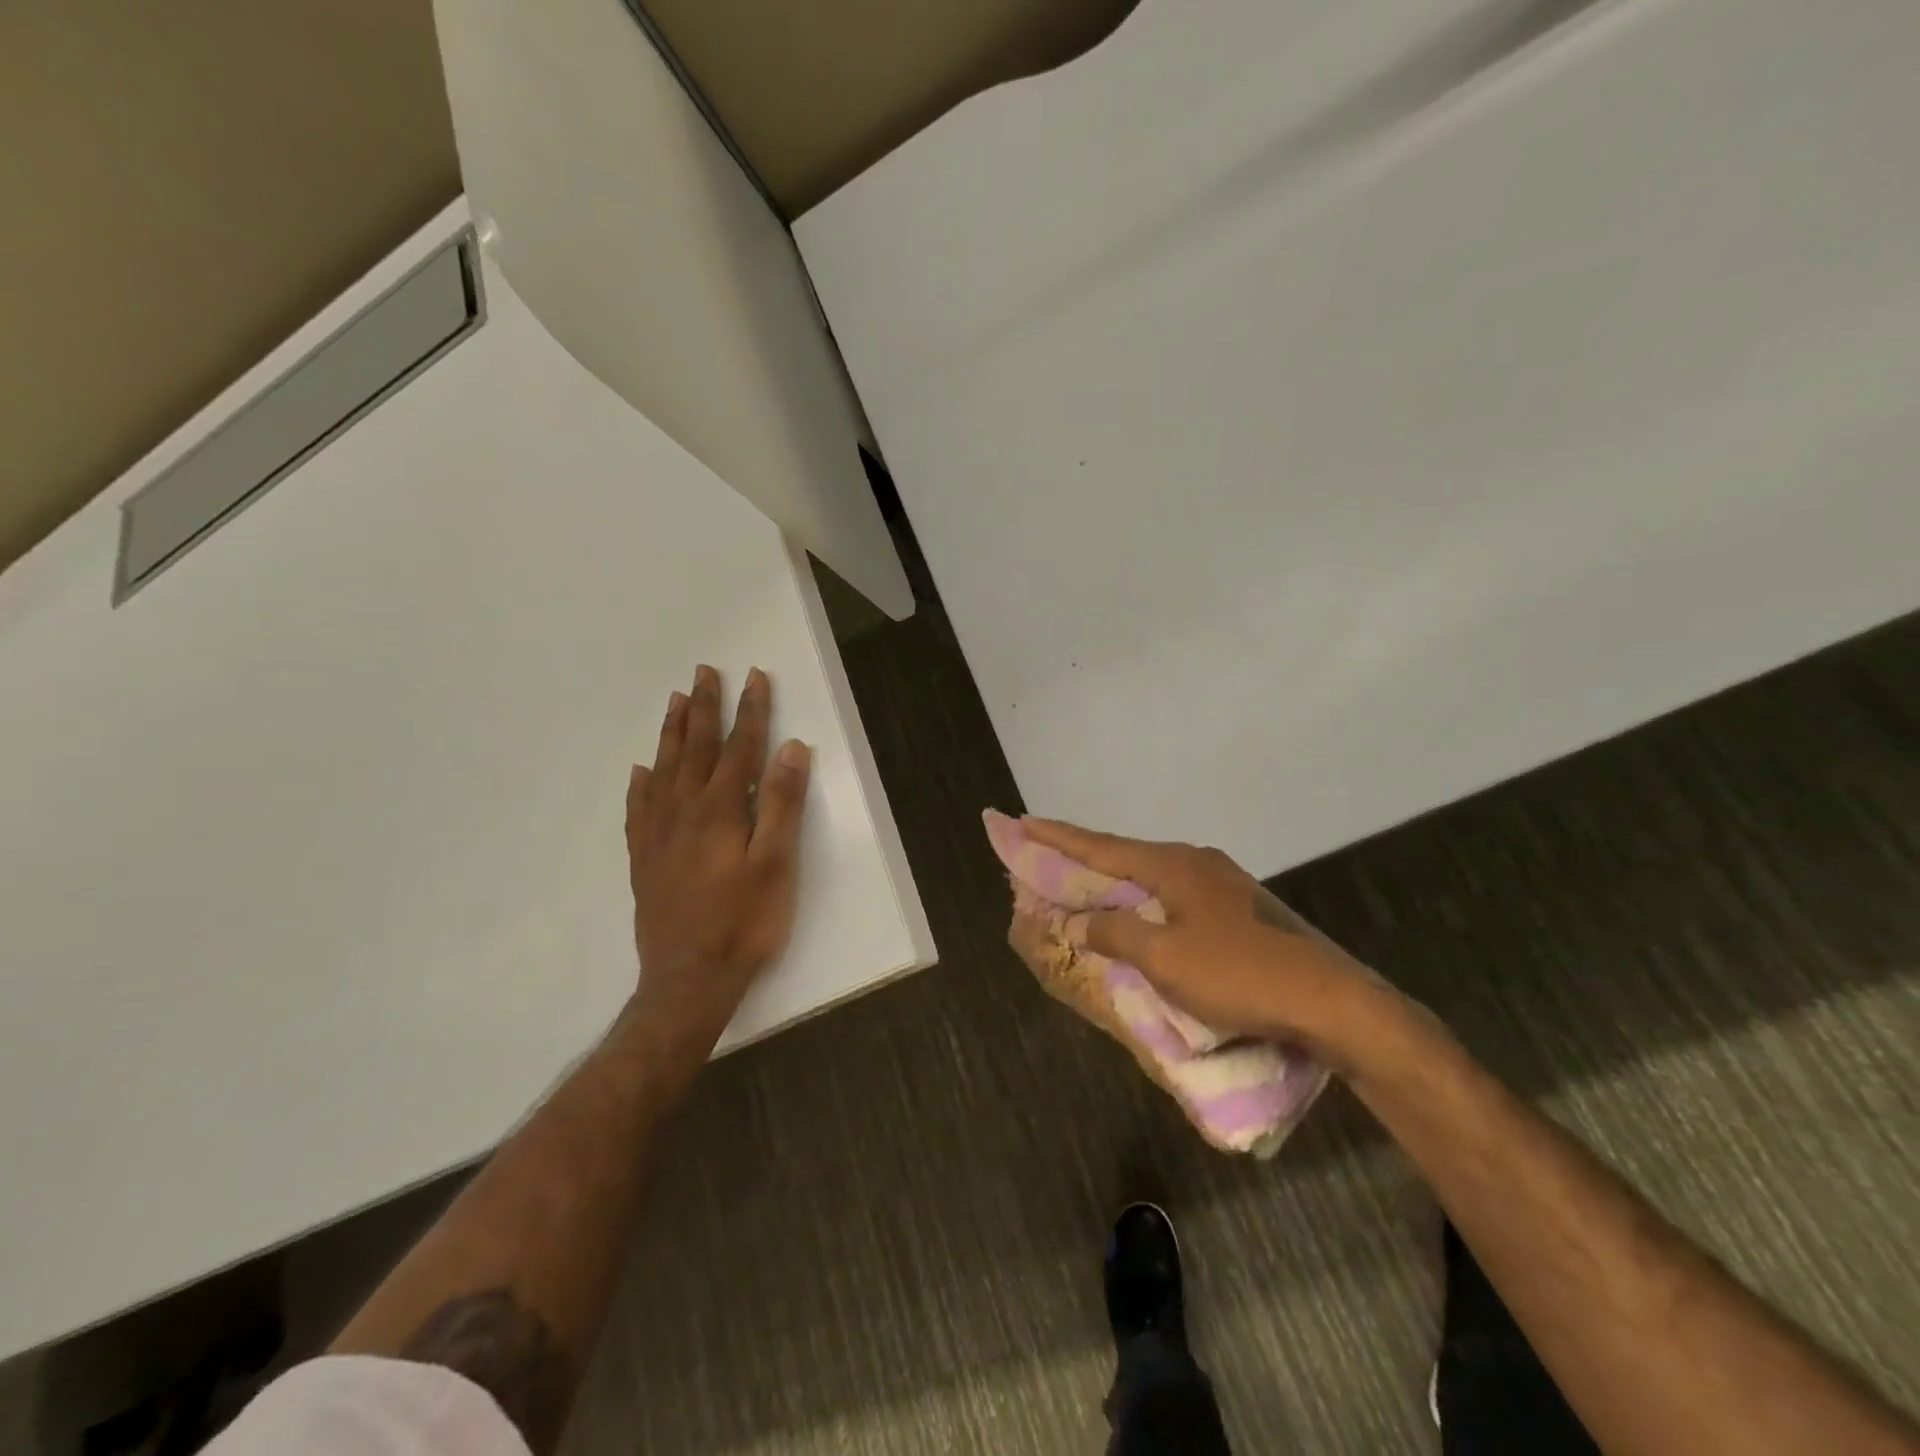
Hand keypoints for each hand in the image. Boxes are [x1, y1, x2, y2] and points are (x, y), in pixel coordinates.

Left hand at [625, 665, 811, 1075]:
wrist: (688, 980)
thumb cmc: (745, 922)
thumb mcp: (777, 864)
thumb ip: (783, 804)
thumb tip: (791, 749)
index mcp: (722, 809)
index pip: (740, 747)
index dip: (750, 710)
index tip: (754, 677)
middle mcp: (685, 811)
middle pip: (696, 748)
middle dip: (705, 708)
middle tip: (704, 671)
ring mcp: (659, 834)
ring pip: (664, 769)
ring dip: (672, 733)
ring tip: (675, 701)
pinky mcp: (645, 858)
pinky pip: (638, 808)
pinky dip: (641, 783)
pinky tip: (640, 771)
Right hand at [1019, 818, 1388, 1066]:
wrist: (1330, 1000)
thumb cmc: (1239, 975)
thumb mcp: (1166, 959)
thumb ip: (1117, 933)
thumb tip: (1085, 920)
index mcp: (1173, 865)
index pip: (1101, 847)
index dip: (1058, 837)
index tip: (1022, 821)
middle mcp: (1196, 861)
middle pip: (1126, 855)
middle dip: (1084, 856)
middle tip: (1046, 852)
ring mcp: (1223, 882)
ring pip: (1153, 875)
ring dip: (1117, 879)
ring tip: (1087, 883)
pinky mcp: (1241, 907)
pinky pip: (1176, 894)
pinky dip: (1146, 899)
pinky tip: (1143, 913)